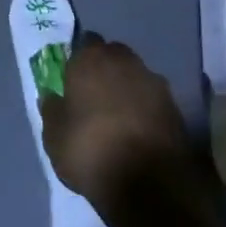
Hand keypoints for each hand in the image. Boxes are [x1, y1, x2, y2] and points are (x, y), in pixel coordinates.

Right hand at [40, 40, 198, 226]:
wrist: (150, 183)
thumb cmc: (91, 151)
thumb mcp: (54, 137)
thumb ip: (51, 110)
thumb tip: (52, 97)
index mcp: (90, 58)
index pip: (83, 43)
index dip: (78, 61)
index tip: (73, 80)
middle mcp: (123, 60)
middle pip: (112, 55)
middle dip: (104, 70)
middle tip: (94, 96)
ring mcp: (153, 80)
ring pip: (134, 75)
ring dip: (127, 88)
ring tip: (118, 118)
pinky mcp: (174, 105)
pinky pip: (152, 99)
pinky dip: (145, 109)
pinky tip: (137, 132)